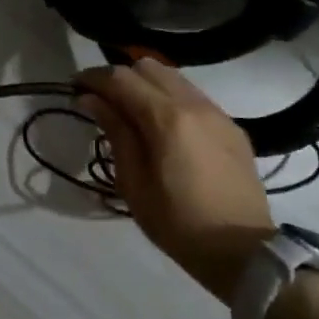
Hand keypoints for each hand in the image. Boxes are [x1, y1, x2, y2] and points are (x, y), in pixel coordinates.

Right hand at [76, 59, 274, 303]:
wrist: (243, 251)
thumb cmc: (178, 223)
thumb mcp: (134, 183)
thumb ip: (115, 132)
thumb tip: (91, 99)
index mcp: (166, 118)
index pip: (121, 78)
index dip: (93, 77)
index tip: (74, 86)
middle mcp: (194, 104)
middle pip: (148, 67)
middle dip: (120, 76)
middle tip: (102, 100)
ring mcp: (217, 112)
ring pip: (174, 77)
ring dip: (146, 84)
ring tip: (131, 110)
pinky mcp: (232, 126)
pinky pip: (194, 96)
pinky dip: (170, 98)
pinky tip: (163, 125)